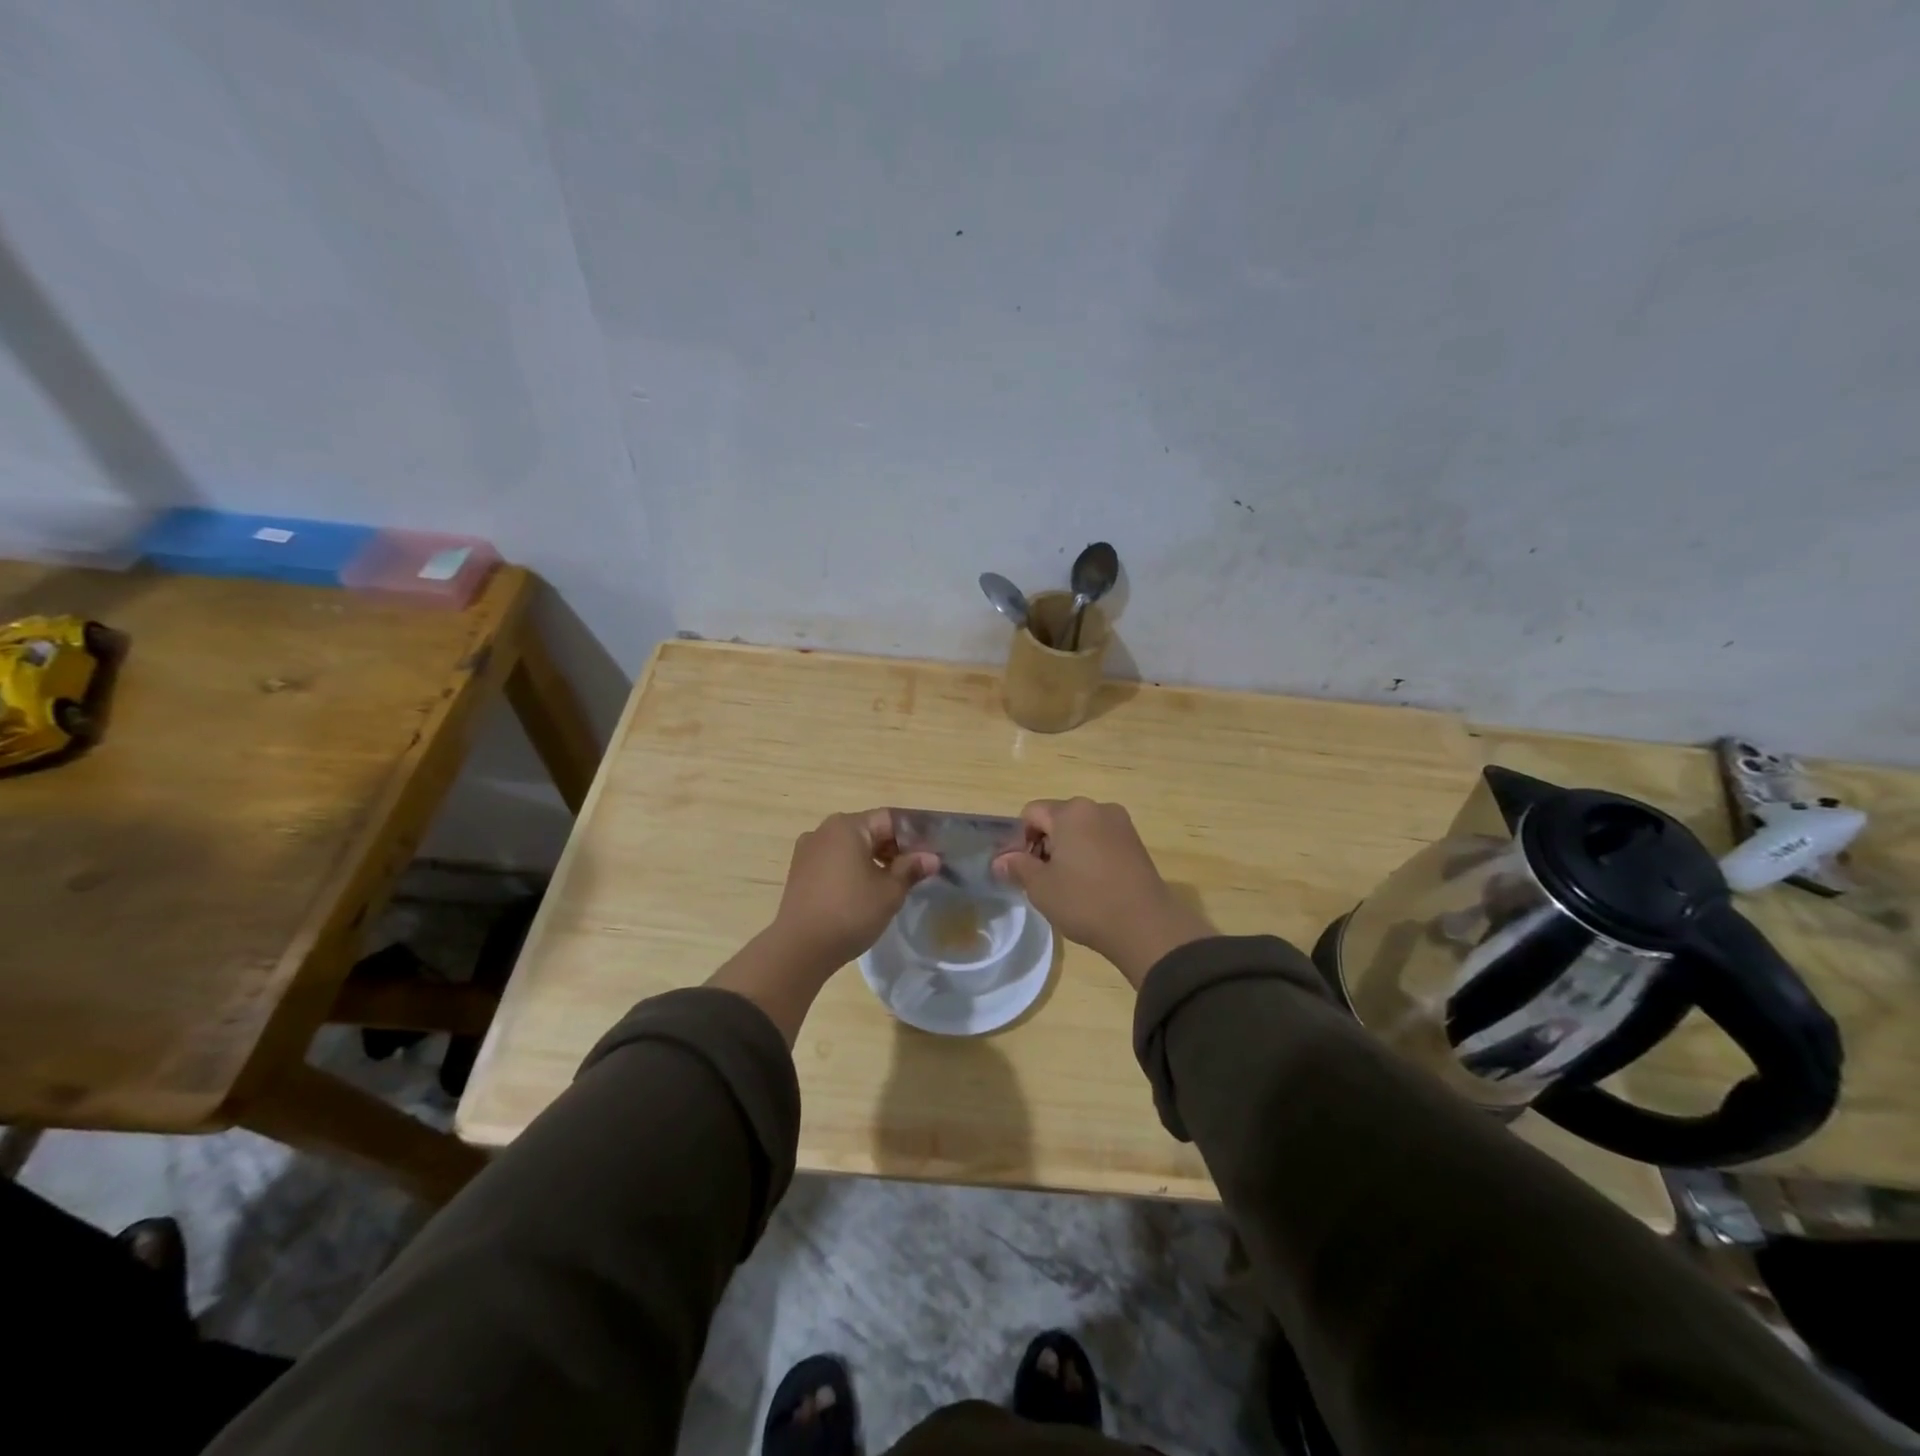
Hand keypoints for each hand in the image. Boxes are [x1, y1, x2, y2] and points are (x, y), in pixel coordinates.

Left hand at [771, 809, 940, 974]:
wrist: (800, 948)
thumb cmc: (850, 912)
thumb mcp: (889, 892)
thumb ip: (911, 869)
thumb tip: (931, 858)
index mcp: (847, 826)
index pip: (889, 819)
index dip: (913, 837)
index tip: (928, 857)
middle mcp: (824, 830)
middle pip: (868, 830)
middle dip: (893, 849)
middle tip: (914, 873)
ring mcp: (807, 850)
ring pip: (850, 846)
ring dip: (872, 860)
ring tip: (890, 885)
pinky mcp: (799, 871)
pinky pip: (833, 861)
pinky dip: (851, 869)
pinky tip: (862, 893)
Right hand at [991, 798, 1215, 988]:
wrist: (1145, 925)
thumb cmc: (1085, 901)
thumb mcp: (1041, 887)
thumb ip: (1017, 867)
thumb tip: (1000, 861)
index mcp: (1070, 812)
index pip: (1031, 813)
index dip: (1019, 839)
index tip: (1020, 870)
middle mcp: (1096, 808)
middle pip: (1057, 818)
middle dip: (1044, 844)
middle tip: (1041, 879)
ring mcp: (1120, 824)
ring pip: (1080, 830)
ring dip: (1067, 850)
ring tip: (1066, 885)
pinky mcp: (1135, 842)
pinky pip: (1100, 840)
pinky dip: (1089, 855)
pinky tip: (1090, 884)